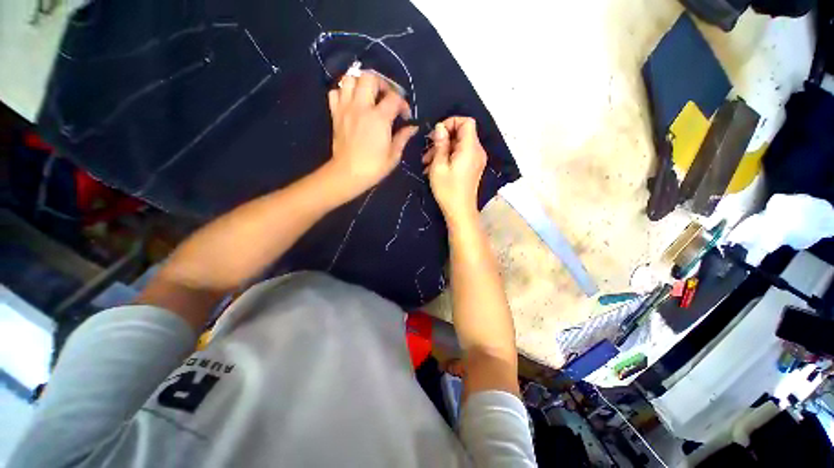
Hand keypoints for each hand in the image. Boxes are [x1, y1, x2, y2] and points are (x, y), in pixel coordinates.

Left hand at [326, 71, 416, 198]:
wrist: (348, 174)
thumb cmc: (374, 167)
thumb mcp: (394, 155)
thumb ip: (403, 137)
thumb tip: (412, 127)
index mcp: (379, 118)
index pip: (394, 97)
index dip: (403, 103)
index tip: (405, 114)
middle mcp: (361, 107)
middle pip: (369, 77)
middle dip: (382, 83)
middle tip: (386, 97)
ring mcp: (346, 109)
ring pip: (350, 79)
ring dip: (361, 83)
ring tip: (368, 95)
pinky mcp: (335, 114)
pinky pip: (335, 93)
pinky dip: (343, 92)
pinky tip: (351, 102)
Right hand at [423, 117, 486, 225]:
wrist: (460, 211)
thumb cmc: (448, 190)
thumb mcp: (438, 166)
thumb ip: (440, 144)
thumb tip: (440, 127)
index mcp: (470, 148)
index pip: (467, 121)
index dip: (451, 122)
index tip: (437, 134)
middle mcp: (477, 151)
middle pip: (462, 133)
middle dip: (443, 139)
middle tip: (427, 151)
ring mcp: (476, 160)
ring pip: (459, 145)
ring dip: (442, 150)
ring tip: (427, 163)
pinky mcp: (473, 168)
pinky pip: (461, 155)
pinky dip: (448, 157)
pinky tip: (435, 168)